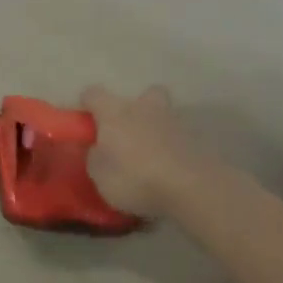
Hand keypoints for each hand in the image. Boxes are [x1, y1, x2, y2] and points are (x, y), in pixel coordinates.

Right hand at [80, 85, 220, 217]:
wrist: (191, 189)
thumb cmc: (134, 179)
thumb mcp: (99, 174)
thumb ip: (95, 156)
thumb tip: (98, 148)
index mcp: (115, 113)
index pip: (94, 94)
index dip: (87, 104)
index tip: (85, 121)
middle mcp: (144, 109)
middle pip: (141, 95)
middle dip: (135, 109)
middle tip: (127, 133)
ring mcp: (174, 122)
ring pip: (163, 116)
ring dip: (155, 129)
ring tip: (149, 157)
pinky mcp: (196, 140)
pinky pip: (177, 138)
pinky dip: (172, 148)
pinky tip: (168, 168)